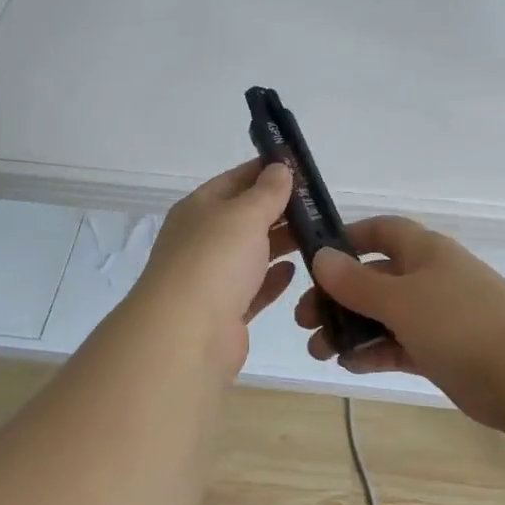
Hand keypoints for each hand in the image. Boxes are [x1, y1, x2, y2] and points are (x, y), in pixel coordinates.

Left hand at [127, 160, 297, 373]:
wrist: (185, 336)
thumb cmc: (215, 260)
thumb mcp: (245, 214)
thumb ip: (267, 192)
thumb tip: (279, 168)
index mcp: (198, 209)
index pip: (235, 180)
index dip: (265, 171)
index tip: (300, 168)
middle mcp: (201, 240)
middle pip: (244, 217)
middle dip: (278, 209)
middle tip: (318, 205)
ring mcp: (211, 278)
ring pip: (250, 253)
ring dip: (280, 243)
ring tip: (317, 235)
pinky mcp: (225, 313)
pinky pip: (253, 288)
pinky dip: (272, 278)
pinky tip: (295, 270)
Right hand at [295, 216, 504, 431]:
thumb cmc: (460, 322)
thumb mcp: (400, 299)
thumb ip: (357, 282)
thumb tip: (321, 257)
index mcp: (424, 251)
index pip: (381, 231)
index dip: (348, 239)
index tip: (315, 259)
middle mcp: (430, 277)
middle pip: (375, 277)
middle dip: (338, 295)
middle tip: (305, 319)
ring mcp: (439, 316)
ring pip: (384, 315)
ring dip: (350, 328)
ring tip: (318, 350)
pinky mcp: (444, 352)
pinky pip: (400, 345)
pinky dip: (375, 352)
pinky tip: (348, 365)